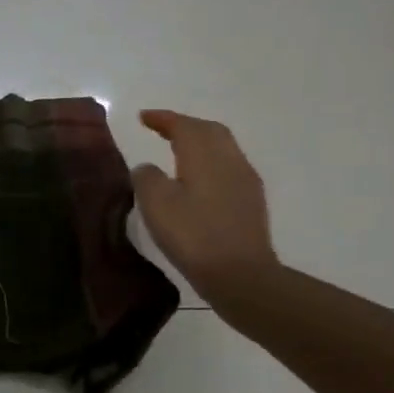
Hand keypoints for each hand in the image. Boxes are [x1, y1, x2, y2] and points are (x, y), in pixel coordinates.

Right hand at [131, 110, 278, 304]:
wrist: (240, 275)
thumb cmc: (193, 235)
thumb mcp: (156, 204)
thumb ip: (147, 177)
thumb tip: (148, 168)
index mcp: (205, 155)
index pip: (184, 125)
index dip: (163, 118)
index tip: (143, 117)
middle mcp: (229, 160)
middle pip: (209, 130)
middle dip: (184, 125)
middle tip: (161, 128)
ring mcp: (245, 181)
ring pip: (222, 148)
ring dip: (199, 142)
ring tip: (177, 150)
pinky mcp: (250, 202)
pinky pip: (228, 167)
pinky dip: (209, 162)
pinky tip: (197, 179)